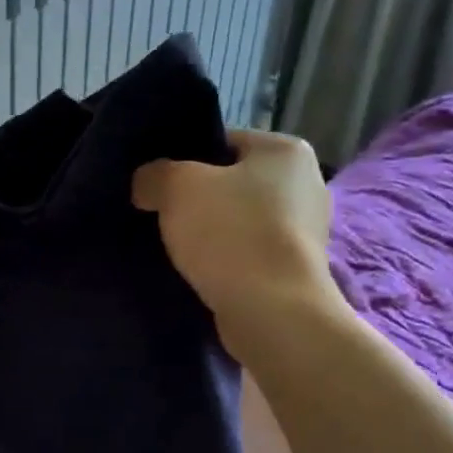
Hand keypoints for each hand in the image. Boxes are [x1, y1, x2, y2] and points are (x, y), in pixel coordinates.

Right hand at [132, 129, 342, 327]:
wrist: (273, 312)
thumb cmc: (231, 234)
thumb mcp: (176, 187)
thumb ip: (154, 174)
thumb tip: (147, 184)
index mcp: (286, 150)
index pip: (221, 141)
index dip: (182, 158)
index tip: (156, 183)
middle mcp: (305, 183)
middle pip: (229, 182)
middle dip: (194, 198)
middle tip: (156, 213)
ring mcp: (305, 230)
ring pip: (236, 220)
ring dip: (207, 232)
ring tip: (172, 245)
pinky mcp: (294, 269)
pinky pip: (246, 253)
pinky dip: (223, 259)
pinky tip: (196, 271)